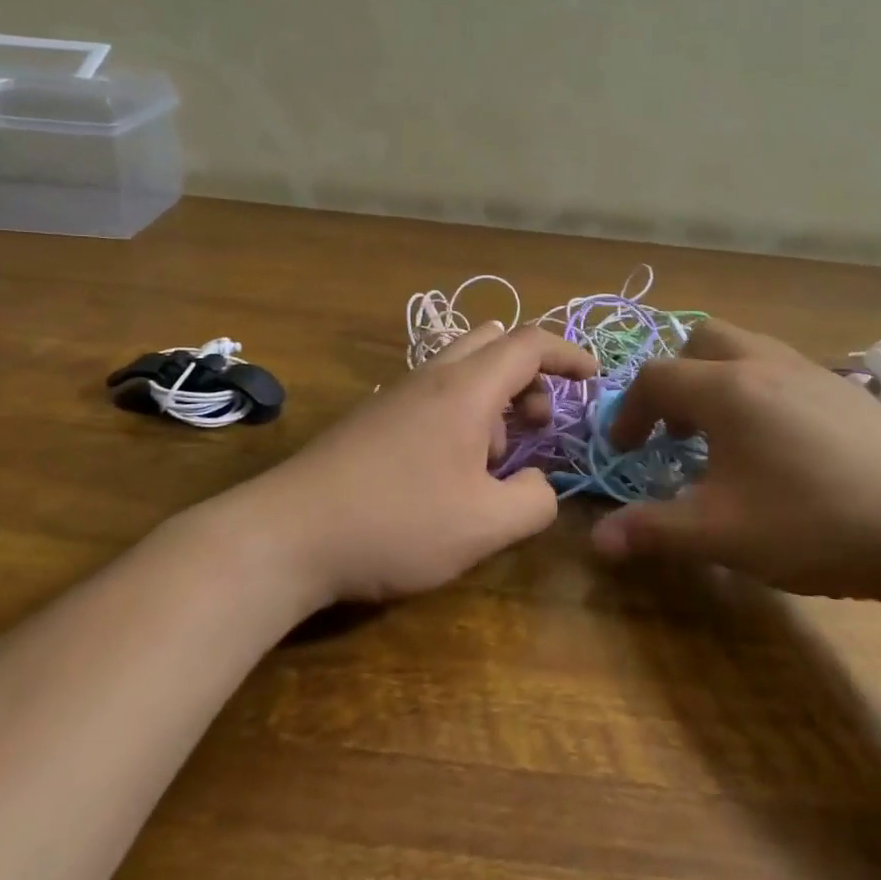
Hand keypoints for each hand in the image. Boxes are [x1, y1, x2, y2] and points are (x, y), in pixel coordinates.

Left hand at [242, 323, 597, 605]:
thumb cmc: (396, 523)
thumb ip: (535, 503)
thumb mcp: (484, 526)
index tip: (595, 377)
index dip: (570, 353)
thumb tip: (541, 486)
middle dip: (531, 375)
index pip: (529, 343)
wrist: (285, 536)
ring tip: (493, 462)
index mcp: (466, 389)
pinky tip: (449, 473)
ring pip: (462, 371)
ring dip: (494, 401)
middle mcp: (431, 378)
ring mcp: (396, 396)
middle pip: (494, 344)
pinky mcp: (372, 420)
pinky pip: (434, 396)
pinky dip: (461, 416)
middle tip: (540, 423)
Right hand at [590, 319, 880, 600]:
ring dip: (721, 383)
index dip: (630, 412)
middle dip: (677, 379)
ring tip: (728, 439)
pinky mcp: (851, 393)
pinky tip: (784, 450)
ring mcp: (815, 373)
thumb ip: (653, 531)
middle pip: (703, 340)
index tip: (629, 452)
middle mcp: (767, 365)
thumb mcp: (720, 534)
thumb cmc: (812, 524)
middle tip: (678, 430)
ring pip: (750, 351)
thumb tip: (598, 542)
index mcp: (727, 389)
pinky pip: (787, 372)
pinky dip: (763, 394)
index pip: (656, 378)